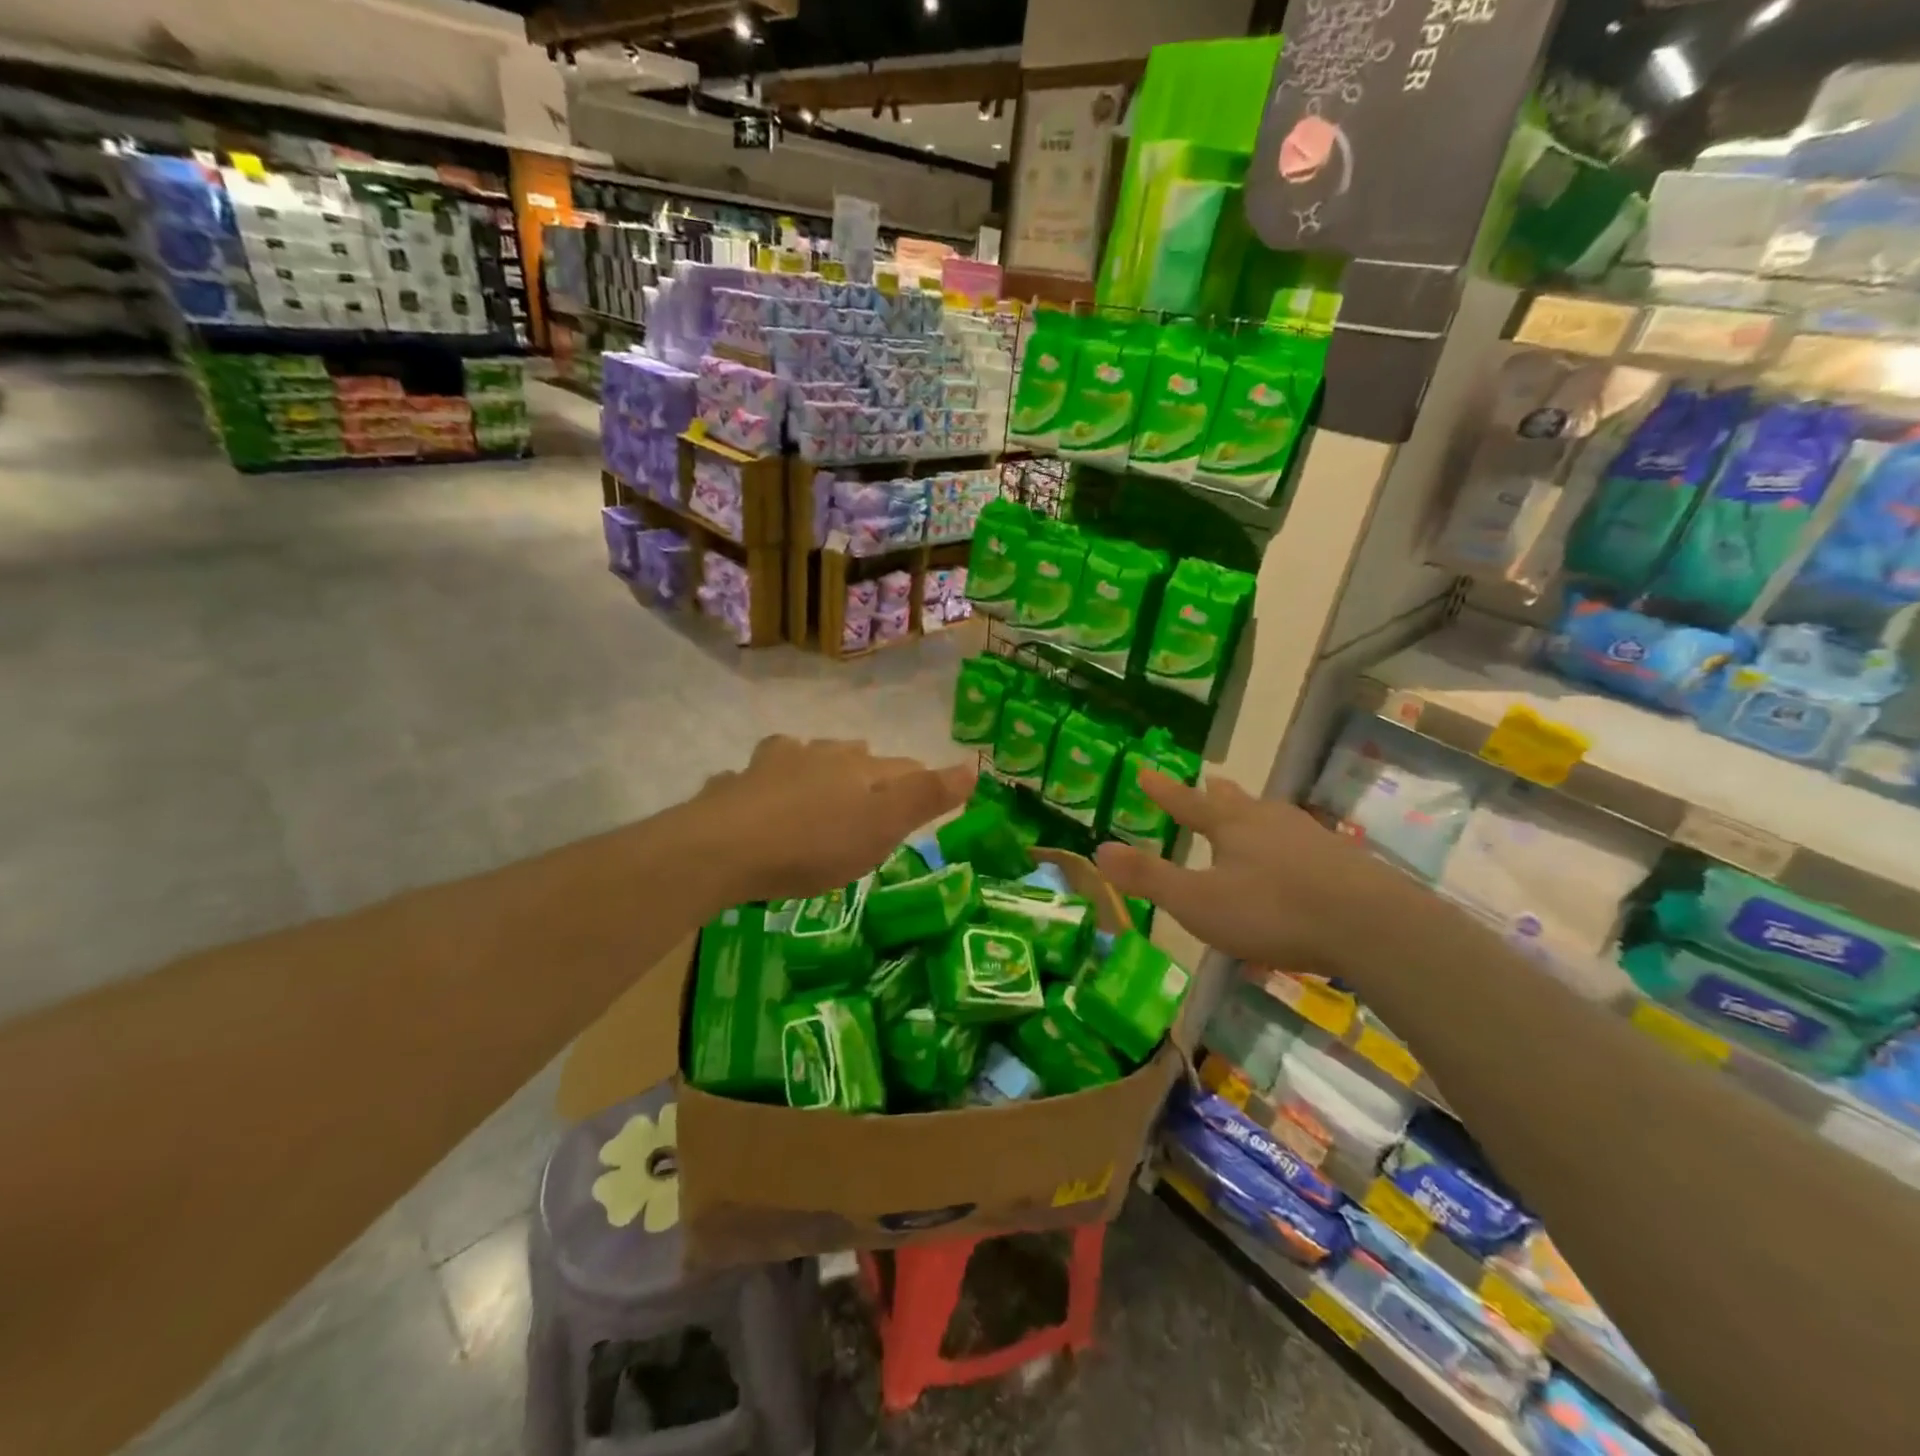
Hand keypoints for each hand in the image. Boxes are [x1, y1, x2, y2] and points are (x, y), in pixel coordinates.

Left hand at [686, 736, 974, 904]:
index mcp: (859, 768)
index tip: (923, 797)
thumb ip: (928, 796)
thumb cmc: (816, 843)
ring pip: (801, 755)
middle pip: (851, 755)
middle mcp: (818, 756)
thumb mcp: (884, 826)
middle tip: (870, 792)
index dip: (917, 781)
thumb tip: (974, 763)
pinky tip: (756, 798)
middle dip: (865, 769)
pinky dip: (762, 784)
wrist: (727, 847)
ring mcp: (772, 766)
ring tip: (816, 785)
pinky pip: (754, 778)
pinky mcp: (735, 785)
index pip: (902, 767)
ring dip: (813, 765)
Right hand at [1094, 771, 1392, 972]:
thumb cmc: (1273, 910)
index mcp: (1232, 826)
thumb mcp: (1198, 902)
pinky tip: (1298, 858)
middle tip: (1210, 781)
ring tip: (1252, 812)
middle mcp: (1270, 821)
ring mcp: (1311, 838)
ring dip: (1255, 813)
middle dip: (1218, 795)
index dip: (1164, 791)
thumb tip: (1098, 850)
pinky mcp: (1343, 862)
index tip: (1144, 770)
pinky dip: (1288, 843)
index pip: (1187, 803)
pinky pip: (1304, 843)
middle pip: (1237, 802)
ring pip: (1274, 817)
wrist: (1371, 925)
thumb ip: (1149, 878)